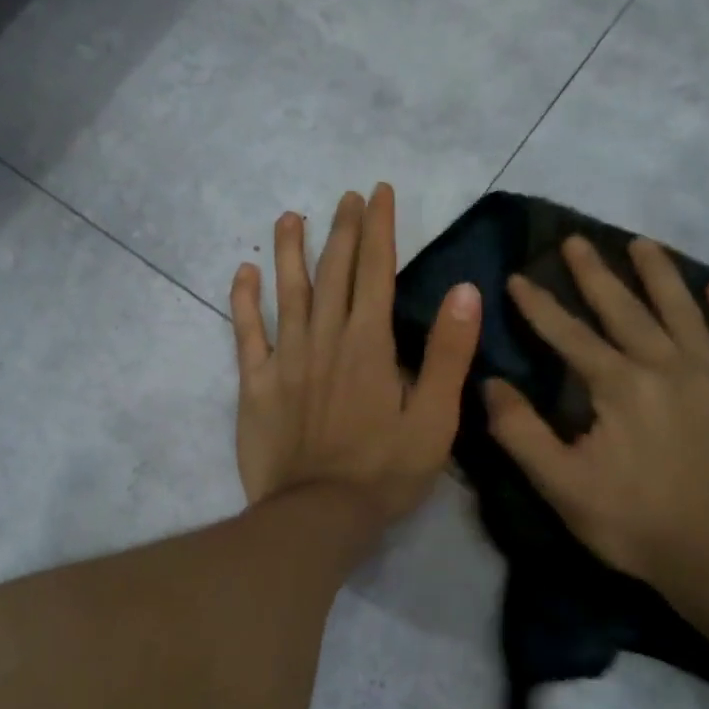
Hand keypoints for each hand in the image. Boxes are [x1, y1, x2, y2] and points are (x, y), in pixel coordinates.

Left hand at [231, 184, 480, 525]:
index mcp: (369, 344)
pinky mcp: (255, 384)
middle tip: (346, 197)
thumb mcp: (434, 419)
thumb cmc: (384, 472)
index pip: (376, 272)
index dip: (378, 229)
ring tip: (290, 218)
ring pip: (287, 293)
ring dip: (289, 252)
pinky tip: (243, 274)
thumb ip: (448, 354)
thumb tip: (465, 291)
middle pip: (333, 272)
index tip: (379, 193)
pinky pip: (246, 333)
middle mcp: (324, 339)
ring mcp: (285, 359)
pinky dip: (243, 301)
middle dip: (342, 230)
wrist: (317, 515)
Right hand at [484, 236, 708, 606]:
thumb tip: (489, 383)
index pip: (568, 334)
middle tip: (575, 240)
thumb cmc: (633, 522)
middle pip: (624, 308)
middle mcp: (667, 365)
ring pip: (684, 309)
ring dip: (660, 273)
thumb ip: (520, 431)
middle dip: (594, 273)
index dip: (538, 305)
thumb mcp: (560, 484)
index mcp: (618, 385)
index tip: (516, 276)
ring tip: (641, 243)